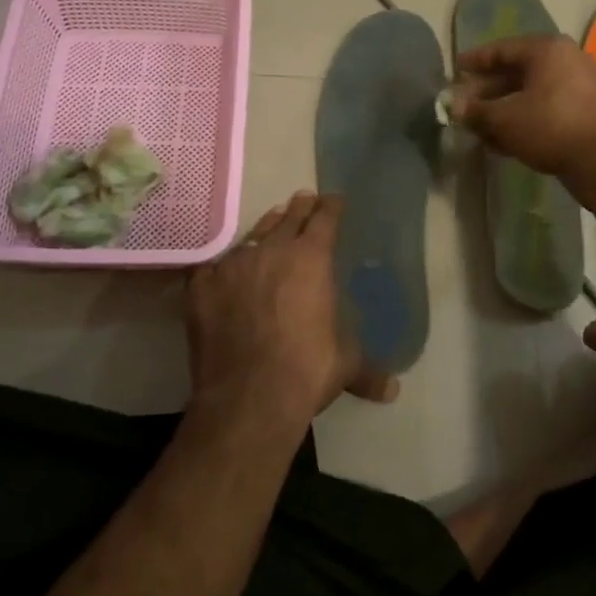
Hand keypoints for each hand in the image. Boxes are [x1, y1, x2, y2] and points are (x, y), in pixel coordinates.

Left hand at [185, 191, 397, 423]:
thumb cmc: (307, 370)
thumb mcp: (345, 365)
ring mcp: (233, 266)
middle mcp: (271, 252)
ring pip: (252, 235)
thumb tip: (393, 391)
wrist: (248, 396)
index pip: (325, 220)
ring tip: (272, 221)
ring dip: (265, 228)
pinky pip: (213, 264)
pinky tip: (223, 265)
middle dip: (300, 208)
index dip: (331, 207)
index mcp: (311, 259)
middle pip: (288, 218)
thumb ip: (367, 370)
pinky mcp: (202, 287)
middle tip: (304, 199)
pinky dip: (223, 262)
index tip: (334, 200)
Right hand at [452, 35, 595, 178]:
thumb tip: (453, 108)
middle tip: (464, 103)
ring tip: (479, 127)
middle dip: (488, 90)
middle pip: (517, 72)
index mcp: (547, 49)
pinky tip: (503, 141)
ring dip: (503, 109)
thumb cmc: (550, 126)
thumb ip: (476, 111)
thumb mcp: (504, 118)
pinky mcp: (586, 113)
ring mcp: (580, 87)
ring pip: (531, 94)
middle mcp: (566, 60)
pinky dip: (523, 120)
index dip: (476, 60)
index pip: (502, 49)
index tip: (456, 68)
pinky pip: (546, 110)